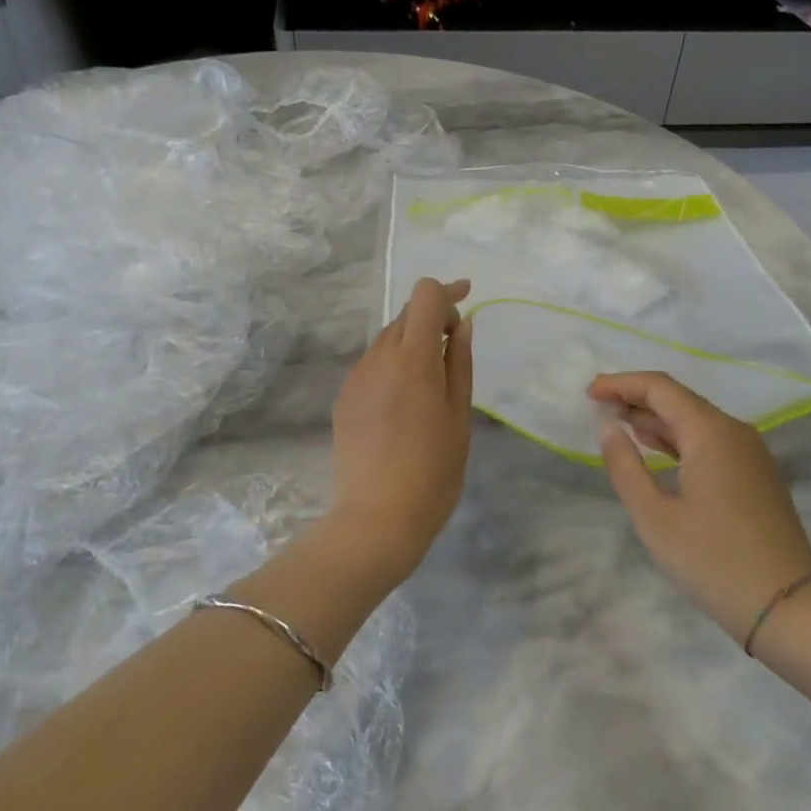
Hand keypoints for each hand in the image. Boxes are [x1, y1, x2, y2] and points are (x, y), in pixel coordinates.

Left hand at [328, 278, 473, 578]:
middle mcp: (379, 358)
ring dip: (411, 343)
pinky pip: (372, 366)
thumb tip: (463, 325)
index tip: (467, 302)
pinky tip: (404, 402)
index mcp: (413, 358)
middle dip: (433, 318)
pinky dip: (392, 366)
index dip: (448, 292)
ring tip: (431, 381)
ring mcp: (356, 378)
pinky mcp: (343, 398)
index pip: (424, 296)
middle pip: (405, 315)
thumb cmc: (433, 471)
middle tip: (456, 347)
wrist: (376, 518)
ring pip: (386, 340)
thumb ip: (460, 363)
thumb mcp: (459, 416)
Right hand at [589, 371, 810, 647]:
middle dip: (636, 398)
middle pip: (679, 400)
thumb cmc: (713, 561)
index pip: (660, 388)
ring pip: (696, 421)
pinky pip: (710, 442)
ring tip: (618, 424)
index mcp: (711, 433)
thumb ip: (625, 466)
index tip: (589, 394)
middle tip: (598, 406)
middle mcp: (735, 432)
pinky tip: (657, 449)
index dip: (621, 384)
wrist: (788, 607)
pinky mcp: (756, 476)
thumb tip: (608, 428)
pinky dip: (678, 439)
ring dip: (656, 419)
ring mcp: (750, 454)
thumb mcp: (654, 517)